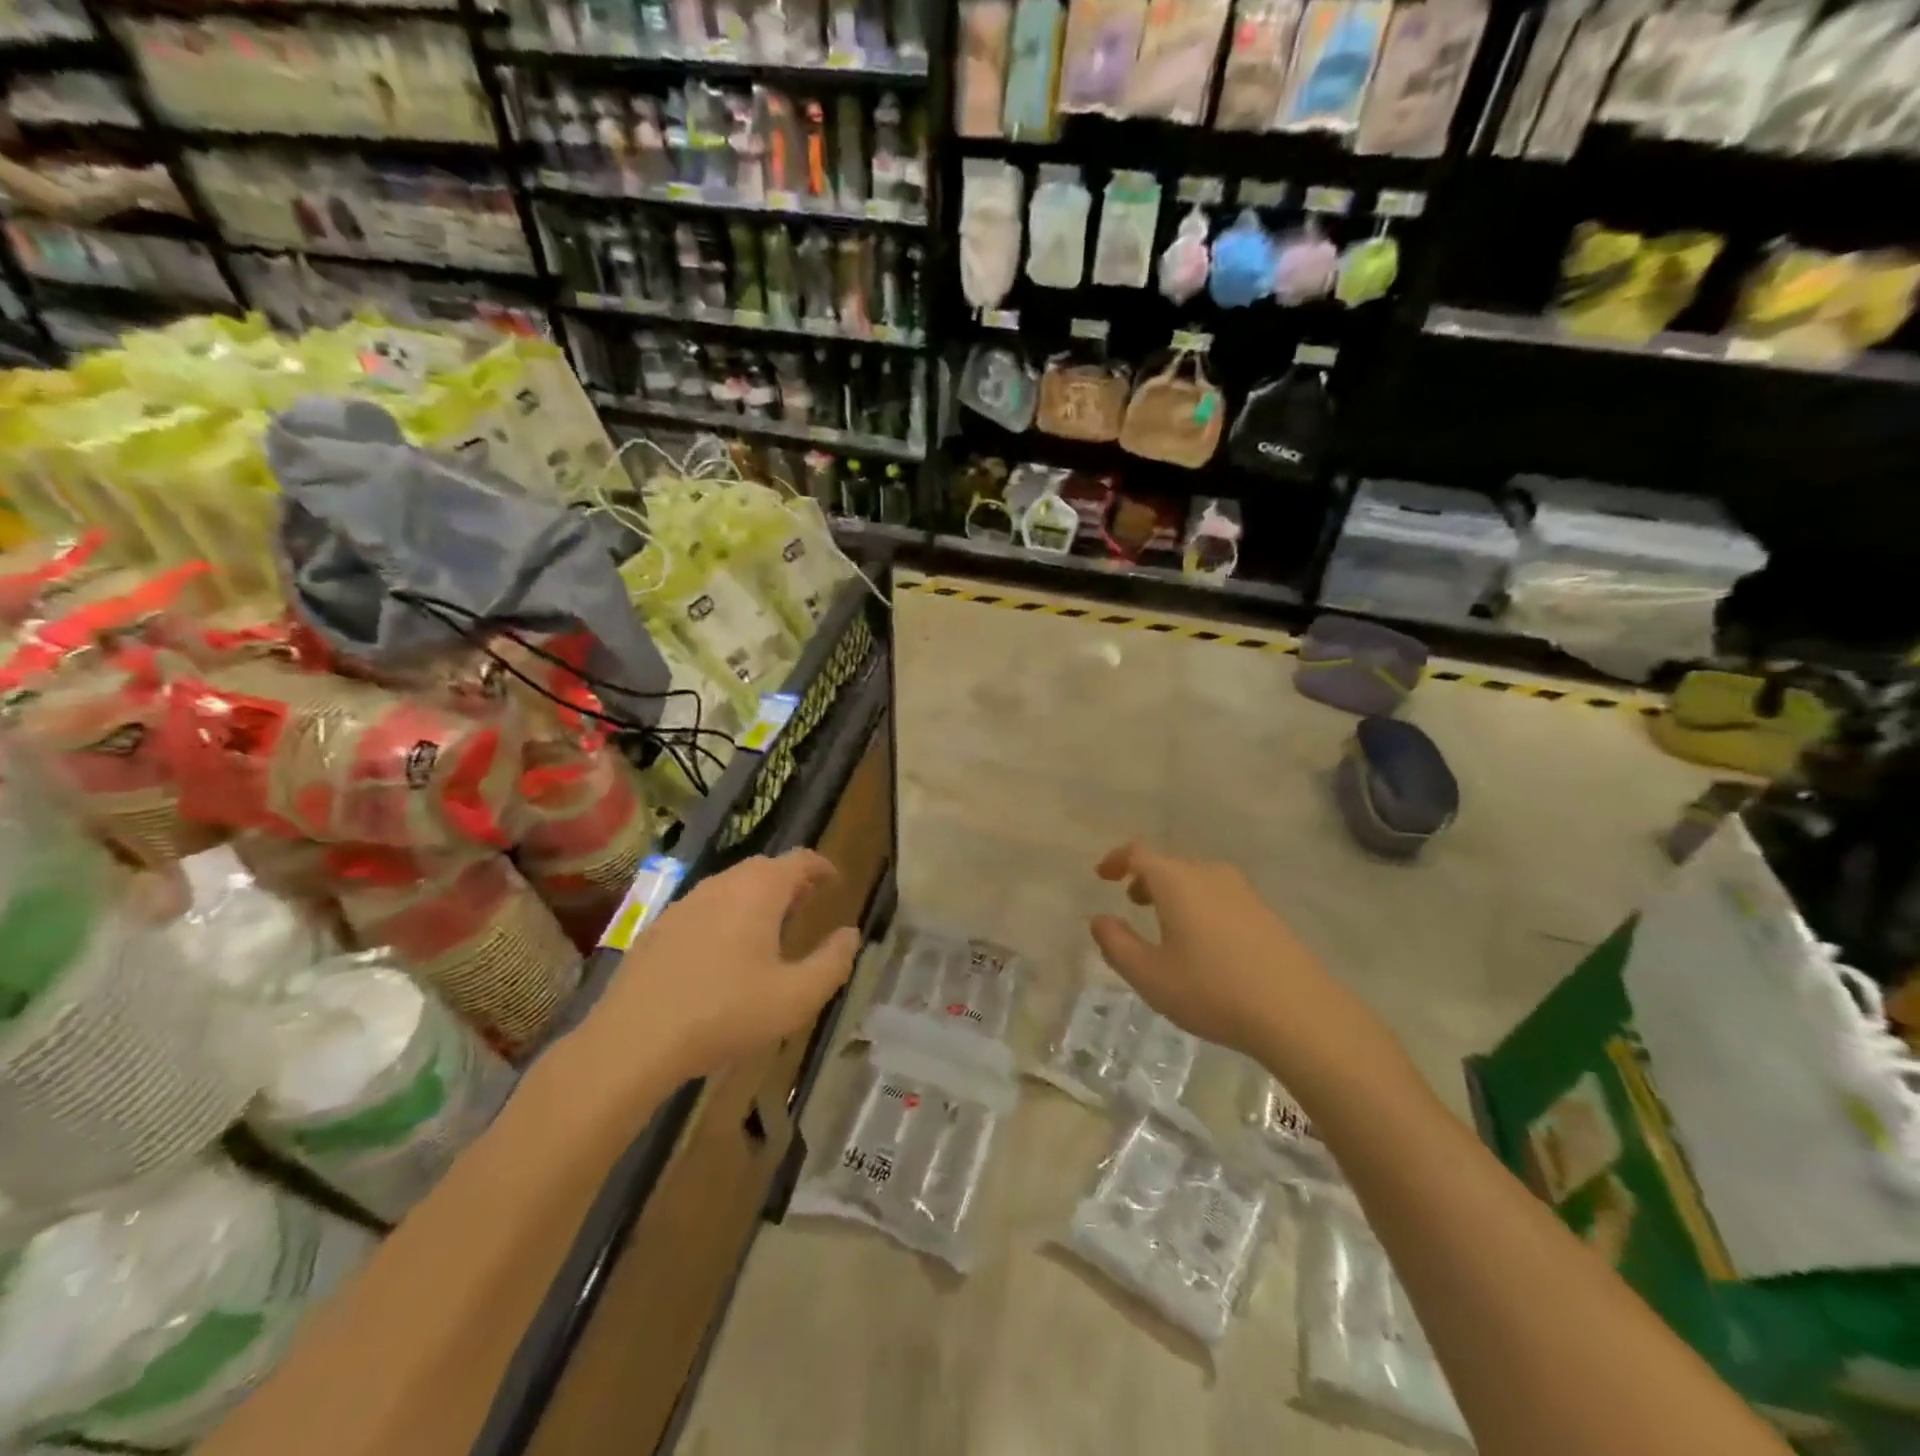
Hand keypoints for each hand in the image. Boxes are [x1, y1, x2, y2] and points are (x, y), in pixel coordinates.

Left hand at [586, 850, 860, 1085]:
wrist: (633, 1041)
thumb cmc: (726, 1014)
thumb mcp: (796, 998)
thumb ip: (832, 963)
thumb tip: (850, 935)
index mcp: (759, 891)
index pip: (798, 860)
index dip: (820, 866)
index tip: (834, 879)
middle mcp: (722, 885)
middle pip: (763, 868)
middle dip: (790, 881)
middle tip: (807, 903)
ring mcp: (685, 904)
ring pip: (731, 886)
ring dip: (756, 897)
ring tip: (771, 927)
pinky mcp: (658, 928)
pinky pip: (704, 907)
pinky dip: (726, 914)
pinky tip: (725, 951)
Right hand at [1090, 841, 1405, 1097]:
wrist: (1299, 1012)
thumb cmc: (1212, 990)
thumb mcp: (1149, 975)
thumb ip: (1116, 943)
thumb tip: (1098, 919)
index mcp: (1177, 880)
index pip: (1139, 853)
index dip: (1116, 859)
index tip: (1102, 875)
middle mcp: (1209, 874)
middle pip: (1170, 863)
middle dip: (1145, 877)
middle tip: (1130, 901)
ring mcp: (1243, 891)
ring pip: (1196, 878)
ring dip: (1173, 891)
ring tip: (1164, 922)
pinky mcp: (1265, 912)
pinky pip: (1219, 894)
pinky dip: (1198, 904)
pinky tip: (1203, 941)